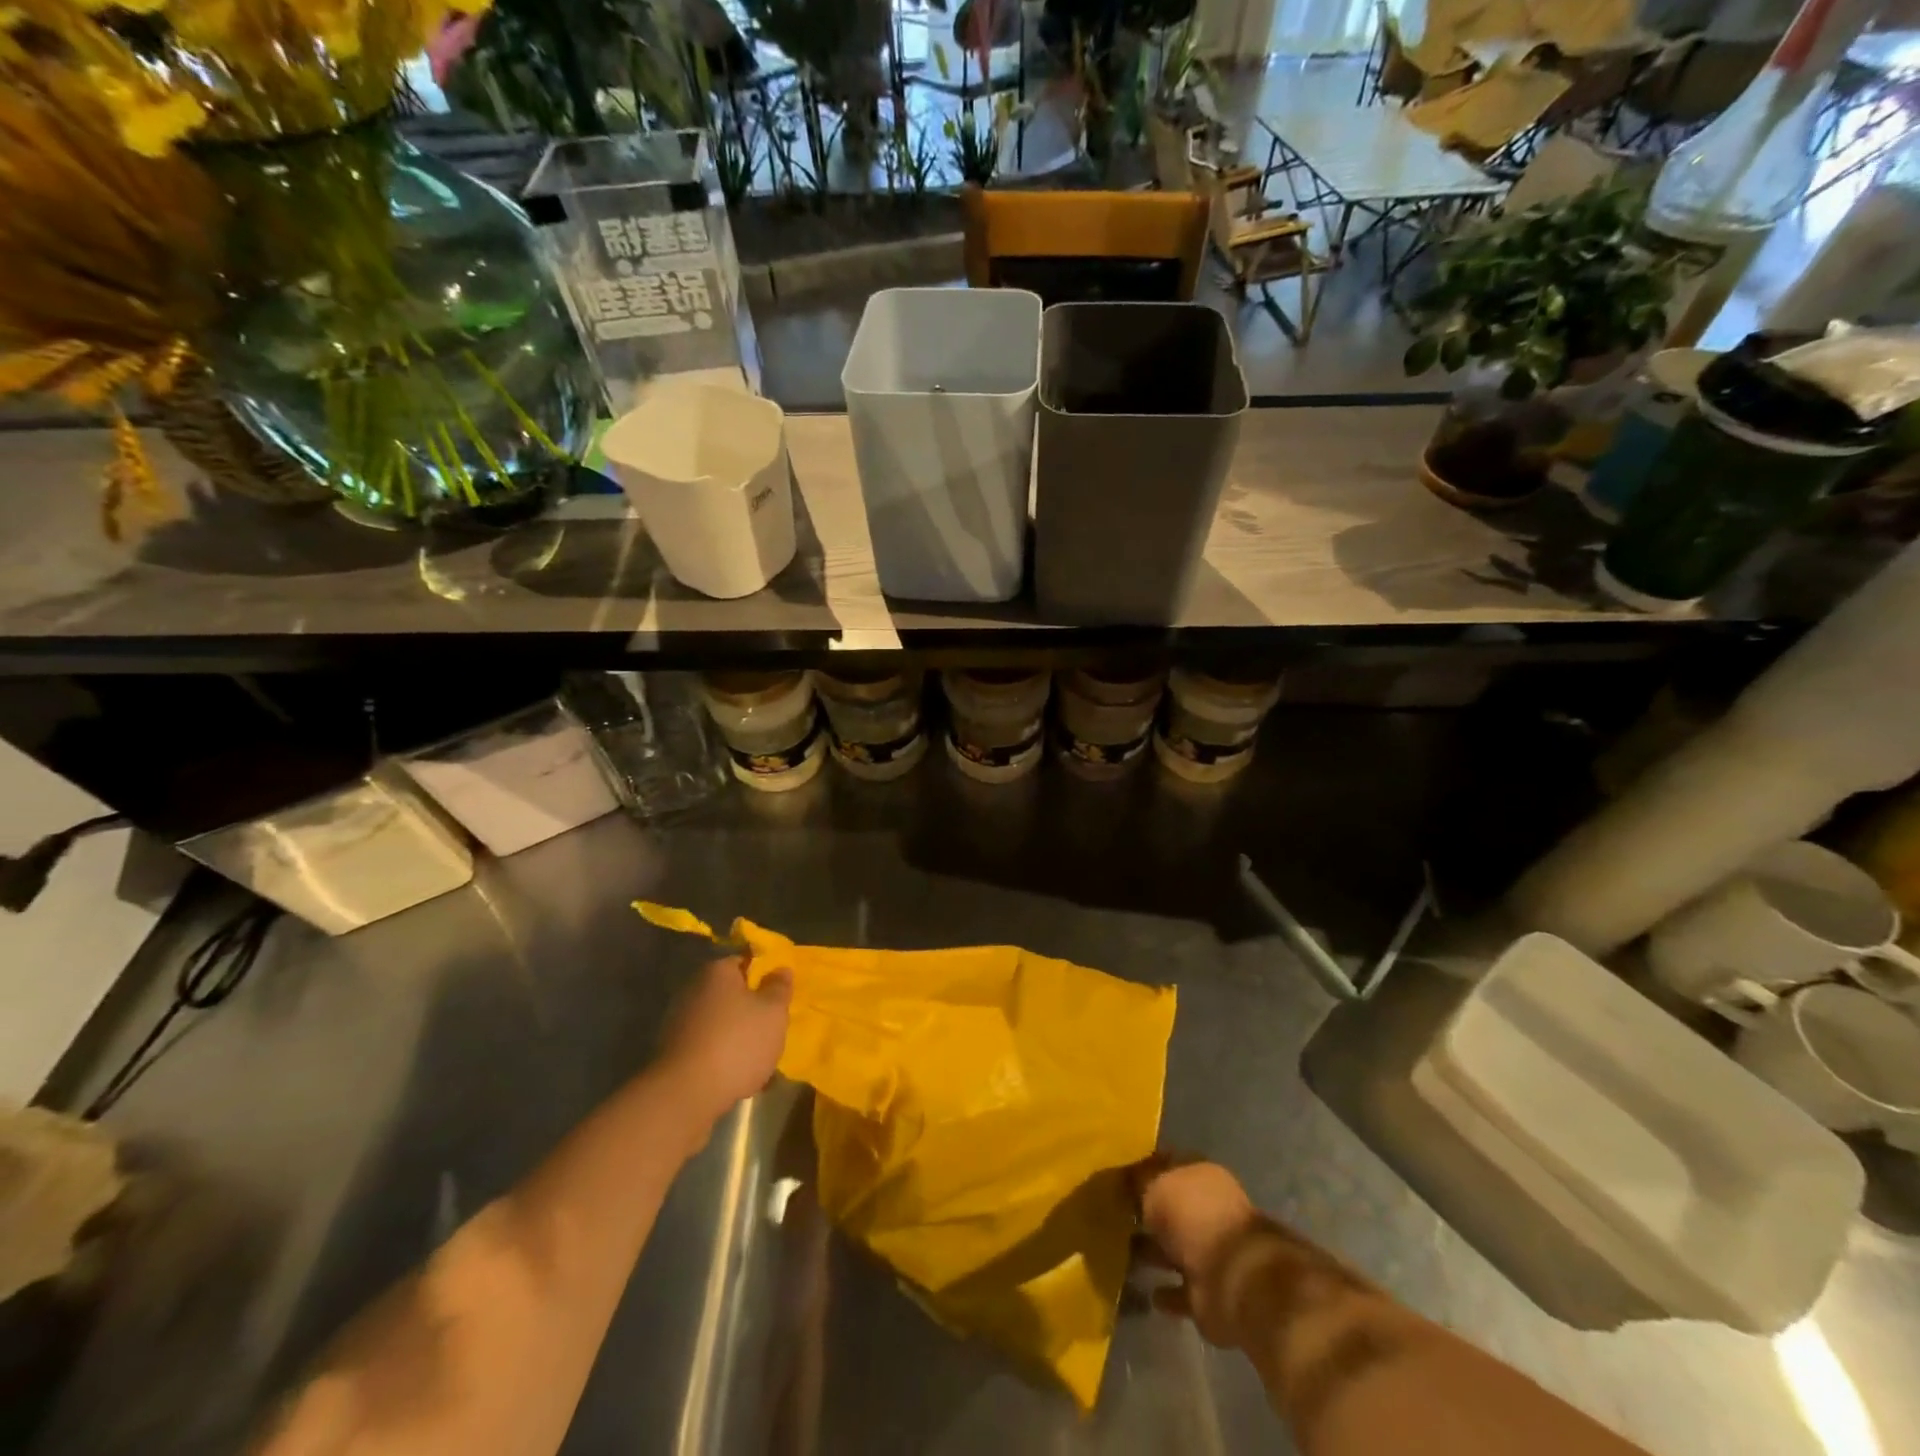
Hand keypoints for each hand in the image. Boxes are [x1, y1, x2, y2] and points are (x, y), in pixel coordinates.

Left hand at [659, 957, 791, 1125]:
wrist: (686, 1095)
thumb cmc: (737, 1042)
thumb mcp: (773, 1012)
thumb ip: (780, 988)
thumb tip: (780, 968)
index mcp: (717, 971)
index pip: (744, 962)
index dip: (764, 976)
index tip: (779, 995)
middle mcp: (693, 990)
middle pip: (730, 994)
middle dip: (750, 1009)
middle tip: (772, 1027)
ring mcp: (678, 1022)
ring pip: (719, 1022)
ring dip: (737, 1036)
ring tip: (759, 1058)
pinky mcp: (672, 1053)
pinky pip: (706, 1046)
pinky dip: (721, 1056)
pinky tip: (738, 1076)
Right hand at [1133, 1156, 1261, 1348]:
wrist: (1231, 1280)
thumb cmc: (1193, 1218)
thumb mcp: (1155, 1186)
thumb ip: (1137, 1180)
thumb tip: (1123, 1177)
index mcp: (1202, 1176)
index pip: (1168, 1166)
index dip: (1143, 1170)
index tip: (1115, 1178)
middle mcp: (1209, 1211)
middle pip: (1171, 1209)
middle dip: (1146, 1213)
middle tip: (1112, 1216)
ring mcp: (1211, 1253)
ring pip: (1174, 1249)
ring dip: (1152, 1252)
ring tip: (1119, 1253)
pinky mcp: (1209, 1294)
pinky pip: (1181, 1290)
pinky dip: (1167, 1292)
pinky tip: (1146, 1292)